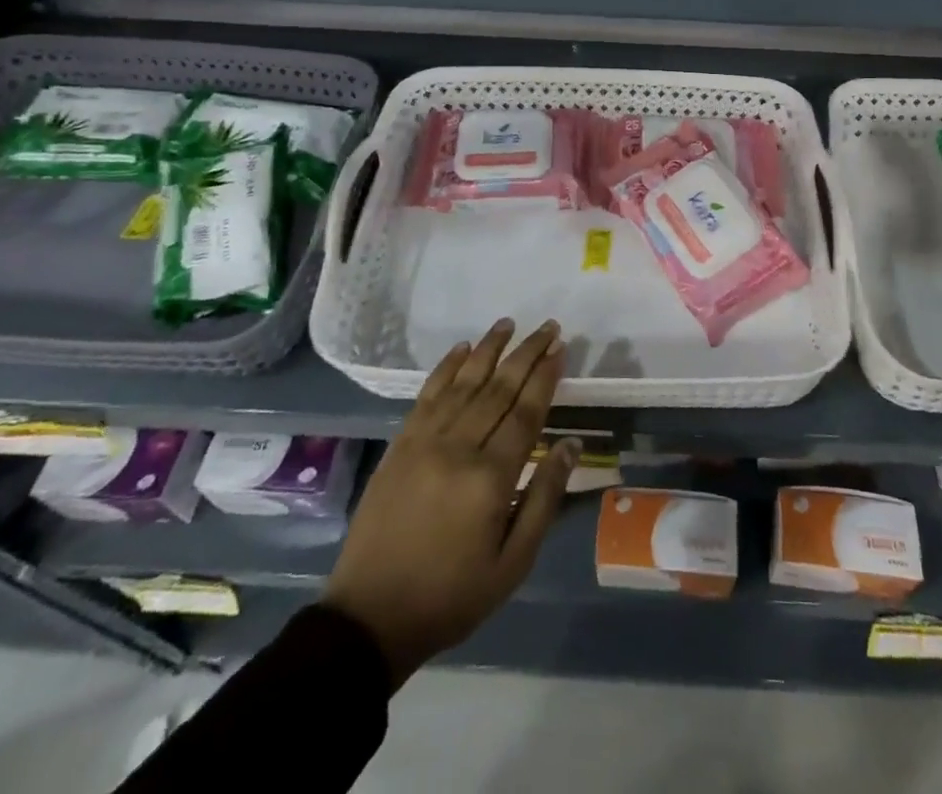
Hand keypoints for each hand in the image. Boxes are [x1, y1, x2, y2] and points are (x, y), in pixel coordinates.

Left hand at [321, 319, 575, 688]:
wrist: (371, 618)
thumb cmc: (452, 596)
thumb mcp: (512, 564)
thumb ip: (544, 499)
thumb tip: (571, 445)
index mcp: (490, 478)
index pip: (526, 412)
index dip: (545, 376)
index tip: (561, 347)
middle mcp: (458, 448)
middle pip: (498, 388)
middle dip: (526, 353)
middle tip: (547, 325)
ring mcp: (424, 442)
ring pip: (463, 383)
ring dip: (488, 349)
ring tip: (508, 323)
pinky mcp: (400, 445)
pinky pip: (427, 395)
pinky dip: (446, 368)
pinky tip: (462, 349)